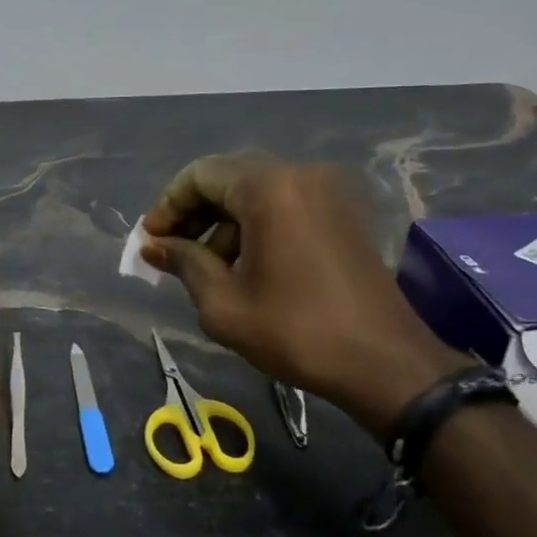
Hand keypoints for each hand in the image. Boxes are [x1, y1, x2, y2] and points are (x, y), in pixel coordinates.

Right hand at [141, 154, 462, 432]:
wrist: (384, 363)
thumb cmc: (296, 331)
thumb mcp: (223, 304)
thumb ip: (184, 263)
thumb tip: (153, 245)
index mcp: (269, 188)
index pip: (201, 175)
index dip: (169, 205)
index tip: (151, 239)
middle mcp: (300, 174)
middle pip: (229, 177)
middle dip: (195, 212)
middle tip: (171, 251)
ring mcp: (327, 191)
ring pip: (257, 191)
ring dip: (225, 222)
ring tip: (207, 268)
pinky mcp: (342, 212)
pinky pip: (285, 204)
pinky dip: (256, 225)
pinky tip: (244, 265)